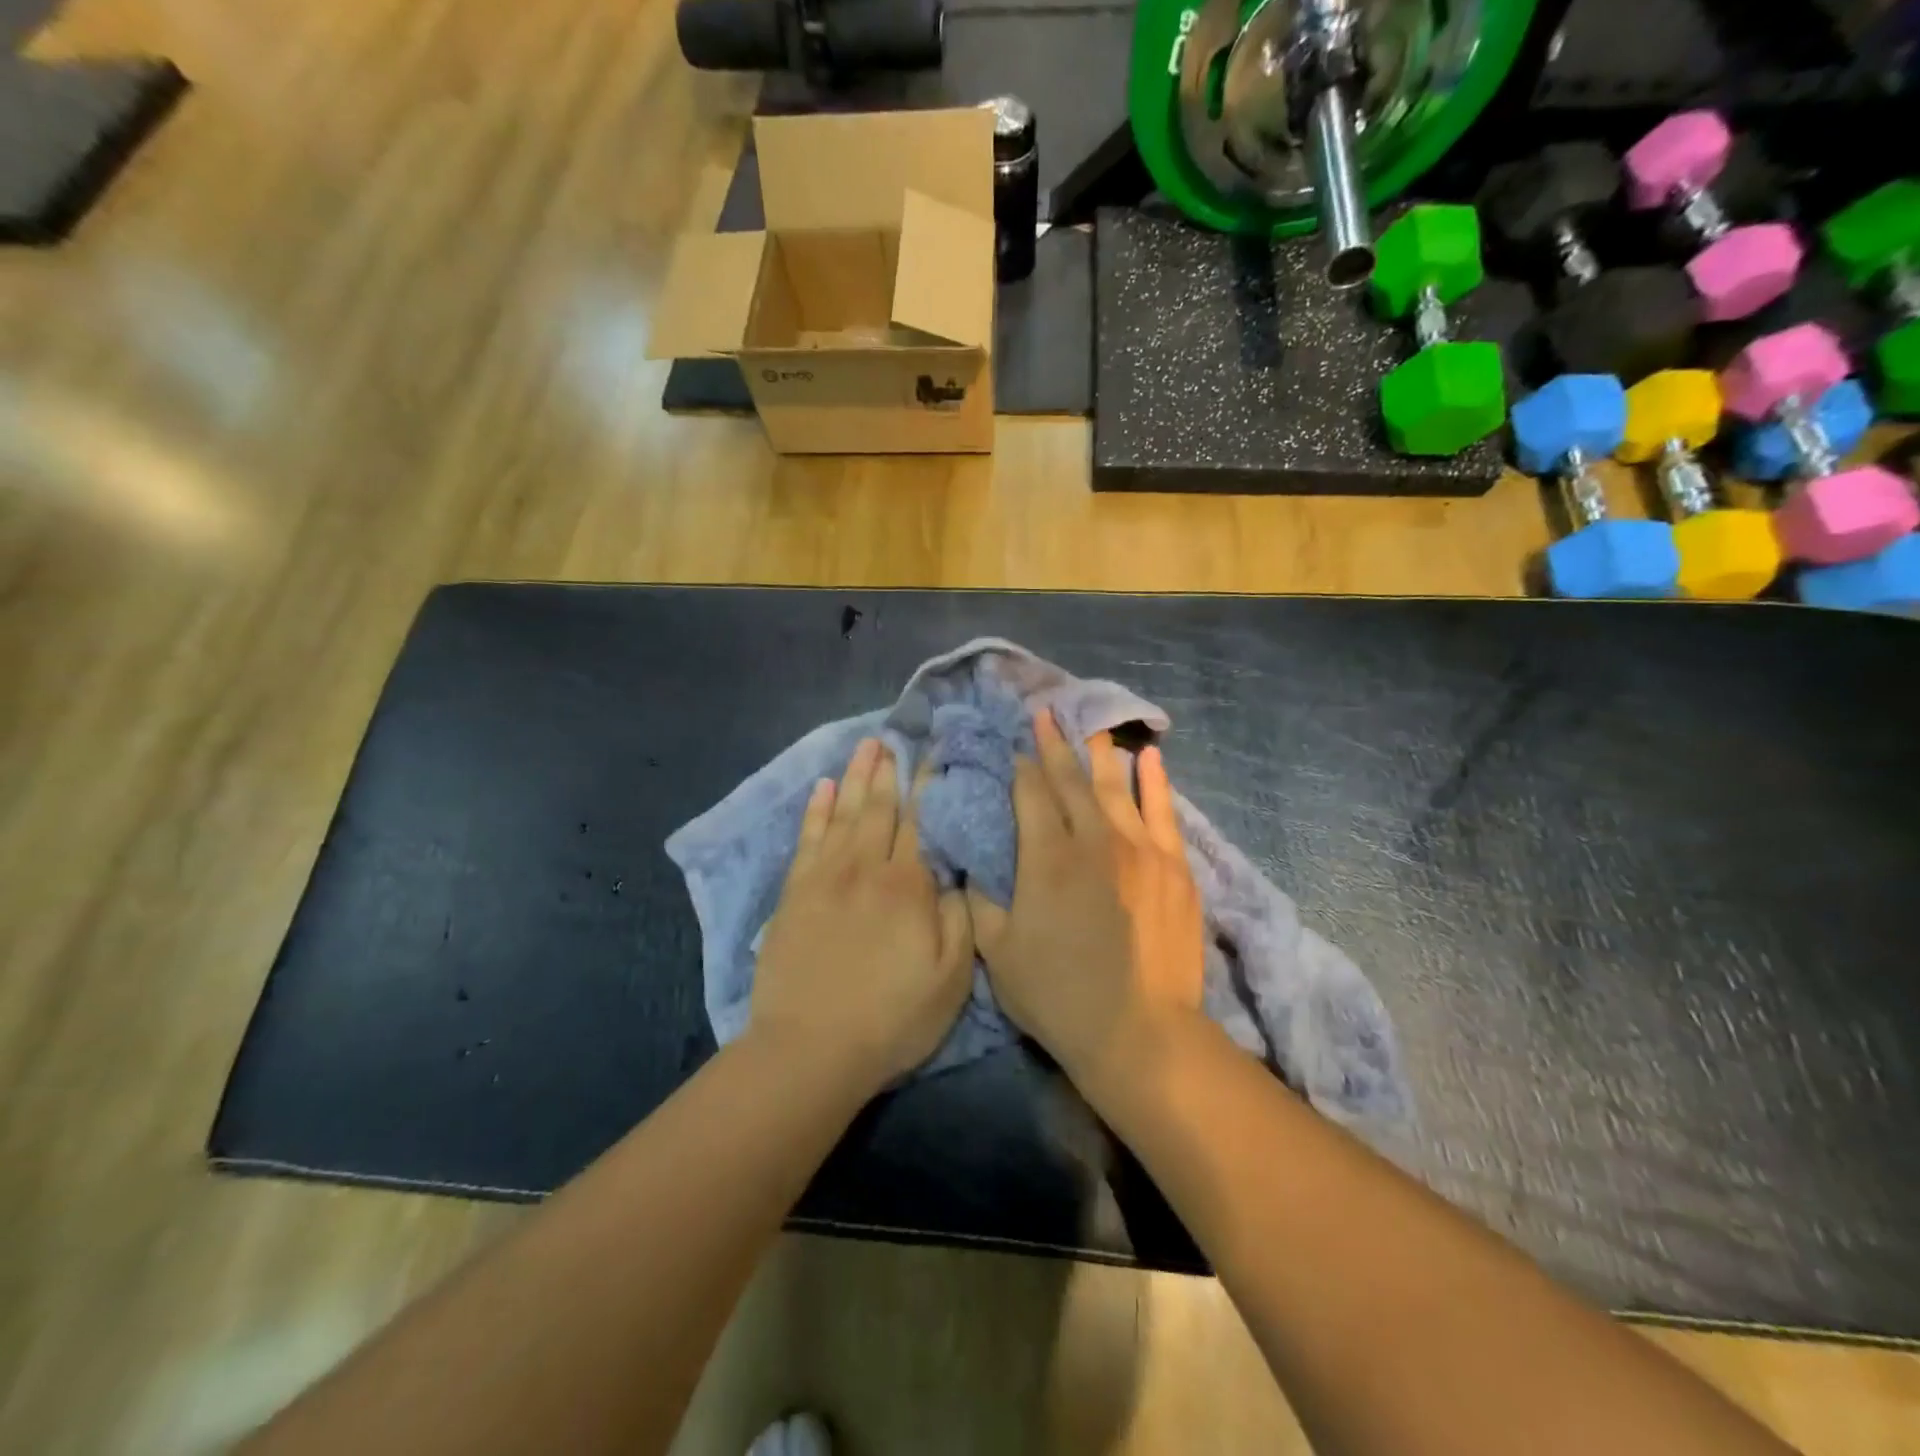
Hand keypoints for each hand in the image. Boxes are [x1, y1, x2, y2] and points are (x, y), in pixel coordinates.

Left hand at [752, 738, 973, 1088]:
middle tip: (894, 736)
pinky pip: (808, 837)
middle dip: (889, 769)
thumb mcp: (950, 977)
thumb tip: (955, 871)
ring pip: (844, 812)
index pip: (922, 820)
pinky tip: (823, 787)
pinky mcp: (795, 892)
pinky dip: (816, 809)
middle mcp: (866, 867)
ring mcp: (825, 876)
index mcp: (908, 884)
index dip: (929, 784)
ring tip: (866, 746)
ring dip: (857, 776)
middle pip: (880, 807)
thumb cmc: (891, 1017)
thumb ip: (958, 916)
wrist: (810, 1049)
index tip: (935, 753)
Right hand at [966, 709, 1204, 1089]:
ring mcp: (1139, 849)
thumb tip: (970, 867)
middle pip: (1071, 781)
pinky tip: (1150, 757)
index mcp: (1047, 857)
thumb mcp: (998, 952)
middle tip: (1046, 714)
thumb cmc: (1058, 994)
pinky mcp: (1173, 866)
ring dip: (1099, 754)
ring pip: (1115, 787)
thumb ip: (980, 902)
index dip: (1022, 766)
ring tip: (1090, 725)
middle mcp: (1093, 839)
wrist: (1139, 1031)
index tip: (1017, 745)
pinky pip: (1163, 810)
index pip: (1031, 794)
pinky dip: (1155, 781)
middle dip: (1055, 745)